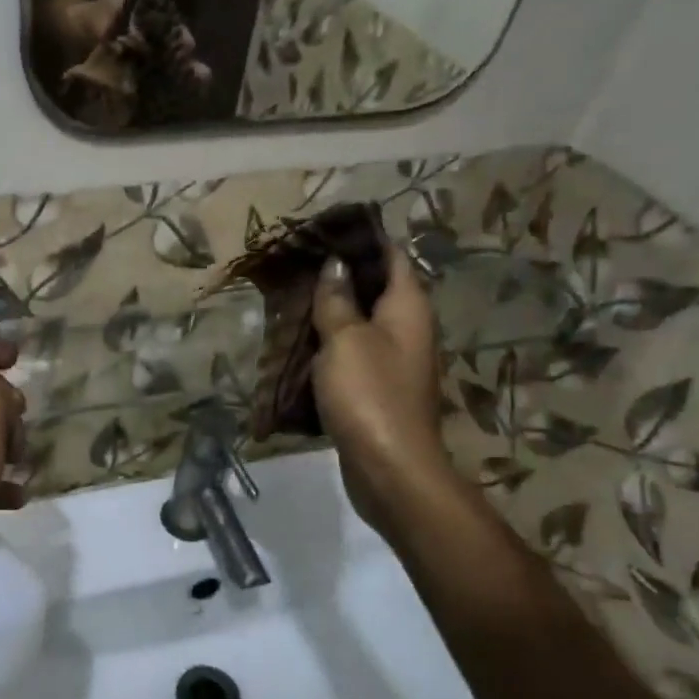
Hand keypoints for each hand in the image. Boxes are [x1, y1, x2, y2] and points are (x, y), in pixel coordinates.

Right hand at [311, 246, 450, 527]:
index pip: (392, 257)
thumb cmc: (369, 395)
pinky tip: (299, 342)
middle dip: (339, 276)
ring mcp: (393, 362)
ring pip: (360, 323)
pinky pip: (351, 354)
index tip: (323, 230)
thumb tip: (335, 265)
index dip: (361, 240)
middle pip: (375, 289)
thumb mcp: (346, 339)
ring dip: (330, 311)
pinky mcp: (376, 389)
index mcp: (408, 308)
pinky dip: (329, 344)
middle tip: (295, 263)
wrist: (389, 468)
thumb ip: (338, 301)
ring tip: (290, 298)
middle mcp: (408, 329)